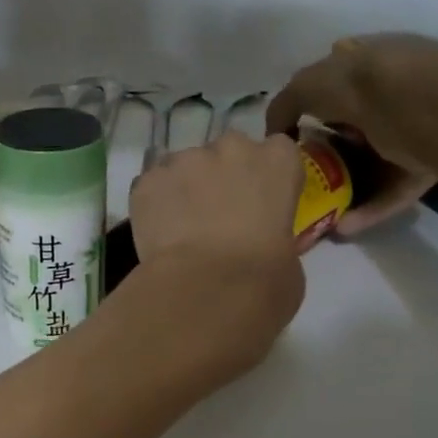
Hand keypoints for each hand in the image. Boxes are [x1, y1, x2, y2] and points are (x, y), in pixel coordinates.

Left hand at [126, 132, 306, 371]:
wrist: (207, 288)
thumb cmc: (264, 279)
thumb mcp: (289, 257)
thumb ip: (274, 233)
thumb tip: (259, 243)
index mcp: (278, 162)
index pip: (277, 151)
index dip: (265, 176)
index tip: (260, 202)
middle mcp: (232, 149)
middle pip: (227, 151)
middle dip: (222, 175)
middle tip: (217, 214)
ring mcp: (185, 160)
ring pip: (184, 166)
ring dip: (185, 188)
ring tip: (181, 227)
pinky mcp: (147, 180)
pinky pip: (152, 186)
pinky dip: (154, 204)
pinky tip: (157, 233)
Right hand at [266, 34, 437, 239]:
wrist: (428, 107)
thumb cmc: (362, 85)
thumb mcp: (306, 85)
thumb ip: (285, 105)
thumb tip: (277, 132)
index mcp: (366, 63)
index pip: (334, 85)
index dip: (311, 110)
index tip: (293, 140)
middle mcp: (391, 95)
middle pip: (353, 129)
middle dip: (328, 155)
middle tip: (302, 180)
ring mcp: (414, 132)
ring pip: (372, 165)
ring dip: (344, 190)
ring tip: (319, 214)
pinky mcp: (427, 166)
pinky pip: (391, 191)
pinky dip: (368, 209)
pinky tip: (343, 227)